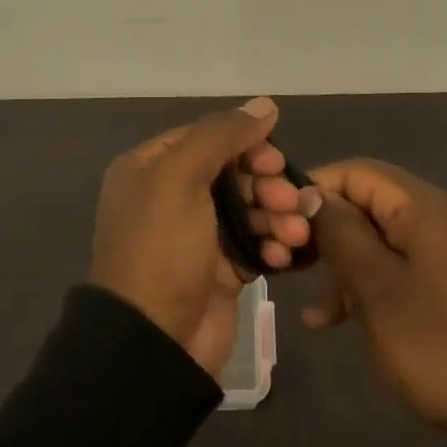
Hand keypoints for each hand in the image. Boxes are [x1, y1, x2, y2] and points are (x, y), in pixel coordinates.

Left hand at [90, 98, 316, 378]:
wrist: (154, 342)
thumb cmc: (161, 247)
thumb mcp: (180, 177)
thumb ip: (222, 135)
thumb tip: (265, 104)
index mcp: (151, 167)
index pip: (207, 137)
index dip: (245, 143)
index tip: (274, 159)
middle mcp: (171, 195)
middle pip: (232, 171)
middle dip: (267, 183)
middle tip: (290, 198)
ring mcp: (197, 234)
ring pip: (249, 206)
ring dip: (278, 214)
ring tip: (296, 232)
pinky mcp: (220, 268)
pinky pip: (255, 242)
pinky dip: (273, 244)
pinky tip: (286, 254)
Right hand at [304, 160, 446, 435]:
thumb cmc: (433, 339)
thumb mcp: (377, 287)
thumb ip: (340, 233)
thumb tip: (309, 196)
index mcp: (421, 207)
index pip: (357, 172)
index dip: (316, 188)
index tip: (280, 218)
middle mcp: (430, 217)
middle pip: (363, 202)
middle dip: (323, 227)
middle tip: (286, 255)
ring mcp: (435, 251)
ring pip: (371, 237)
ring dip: (336, 260)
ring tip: (303, 291)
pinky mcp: (436, 282)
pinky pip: (388, 266)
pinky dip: (358, 284)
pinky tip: (326, 320)